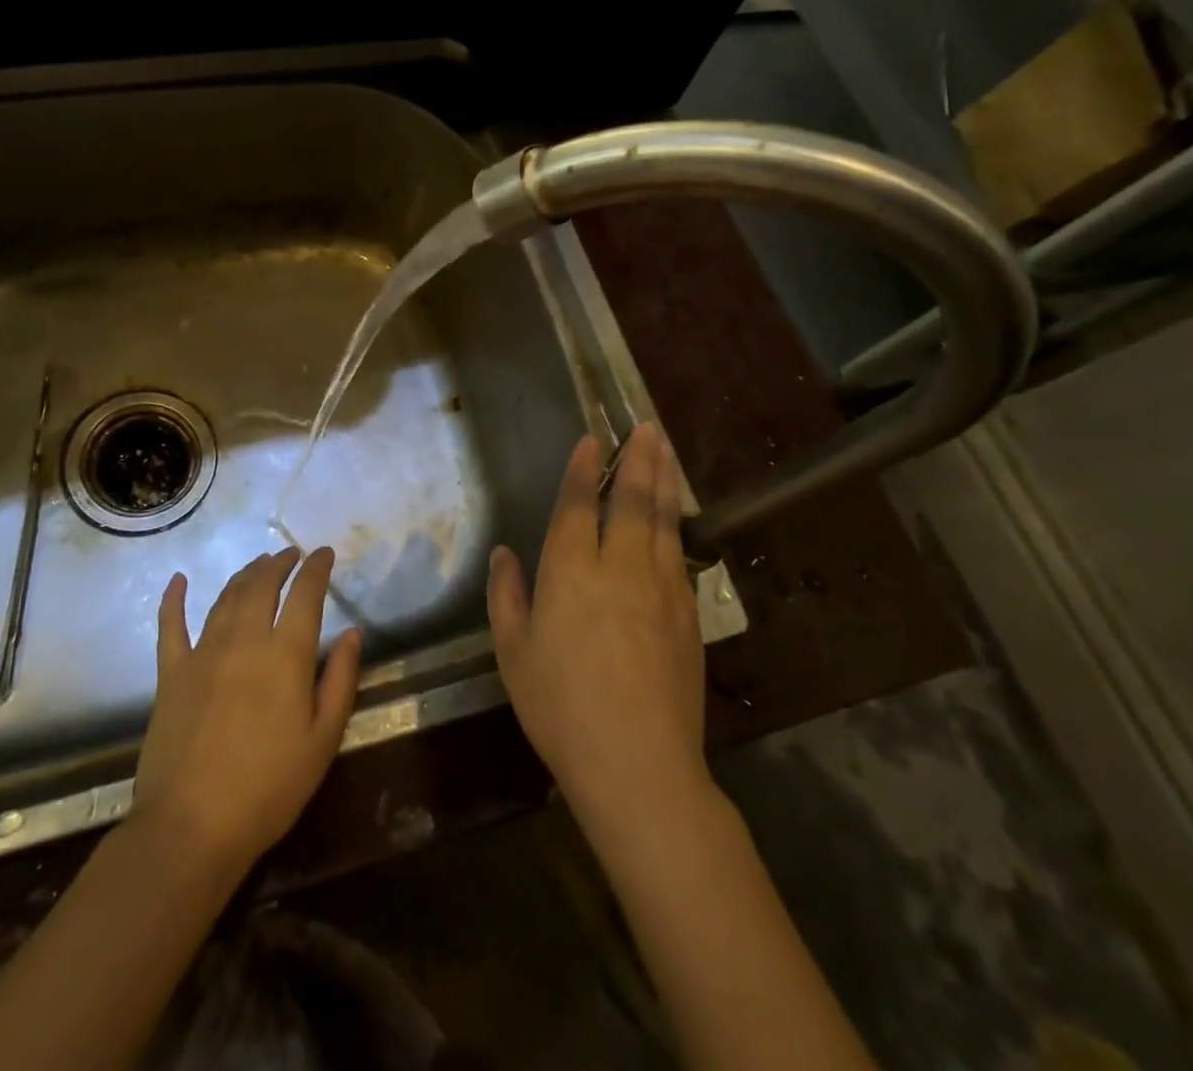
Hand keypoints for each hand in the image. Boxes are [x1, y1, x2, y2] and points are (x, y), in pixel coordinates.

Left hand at [132, 547, 362, 875]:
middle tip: (291, 554)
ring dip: (245, 574)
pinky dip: (173, 599)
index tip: (324, 553)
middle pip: (262, 585)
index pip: (305, 594)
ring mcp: (202, 653)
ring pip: (226, 597)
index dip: (316, 568)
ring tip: (258, 564)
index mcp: (285, 655)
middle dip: (279, 563)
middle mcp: (244, 640)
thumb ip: (340, 681)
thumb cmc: (269, 788)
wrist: (192, 826)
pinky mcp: (171, 673)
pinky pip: (170, 626)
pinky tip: (178, 580)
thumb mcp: (323, 741)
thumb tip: (351, 633)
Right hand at [486, 424, 713, 827]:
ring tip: (665, 450)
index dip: (583, 471)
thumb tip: (504, 554)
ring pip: (663, 521)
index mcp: (571, 572)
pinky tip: (676, 517)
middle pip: (632, 501)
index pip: (579, 506)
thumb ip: (507, 596)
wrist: (638, 764)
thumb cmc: (560, 707)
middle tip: (646, 427)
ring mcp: (660, 590)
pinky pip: (680, 555)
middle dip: (638, 460)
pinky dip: (676, 525)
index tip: (592, 441)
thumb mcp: (514, 653)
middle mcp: (620, 568)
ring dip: (663, 481)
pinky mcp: (687, 615)